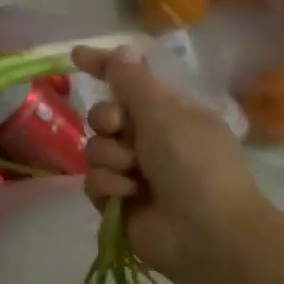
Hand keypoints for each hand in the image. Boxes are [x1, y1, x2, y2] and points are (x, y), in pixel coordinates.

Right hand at [72, 44, 268, 282]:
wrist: (206, 234)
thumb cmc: (194, 164)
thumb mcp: (165, 115)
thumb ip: (134, 83)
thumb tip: (124, 49)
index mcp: (170, 113)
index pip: (131, 81)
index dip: (105, 67)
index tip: (77, 57)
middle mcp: (151, 139)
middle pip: (106, 116)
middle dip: (106, 120)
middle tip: (118, 128)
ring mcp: (135, 172)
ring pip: (96, 149)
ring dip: (109, 157)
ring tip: (131, 173)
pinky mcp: (119, 201)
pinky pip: (94, 181)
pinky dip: (108, 185)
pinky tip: (126, 194)